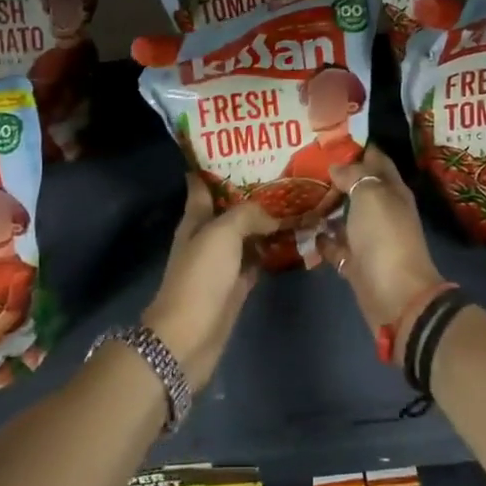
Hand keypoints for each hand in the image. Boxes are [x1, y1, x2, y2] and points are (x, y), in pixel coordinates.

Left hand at [141, 174, 277, 385]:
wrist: (189, 336)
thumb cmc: (200, 278)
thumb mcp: (221, 234)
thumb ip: (247, 215)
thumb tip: (272, 215)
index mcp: (195, 220)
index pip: (202, 186)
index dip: (214, 167)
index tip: (239, 149)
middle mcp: (207, 237)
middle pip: (230, 209)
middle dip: (252, 193)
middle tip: (284, 176)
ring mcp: (222, 263)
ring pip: (247, 234)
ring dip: (266, 222)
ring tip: (296, 203)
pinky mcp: (236, 285)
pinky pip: (257, 260)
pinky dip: (272, 250)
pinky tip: (293, 240)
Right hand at [318, 147, 445, 334]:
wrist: (394, 294)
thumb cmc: (385, 236)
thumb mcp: (371, 195)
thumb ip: (354, 175)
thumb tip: (337, 167)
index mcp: (392, 191)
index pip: (376, 160)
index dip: (356, 147)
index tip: (329, 138)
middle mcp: (381, 211)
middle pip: (357, 187)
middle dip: (334, 176)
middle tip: (302, 164)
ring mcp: (368, 238)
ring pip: (343, 215)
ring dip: (323, 207)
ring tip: (295, 193)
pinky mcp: (354, 261)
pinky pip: (333, 244)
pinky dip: (320, 237)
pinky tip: (300, 228)